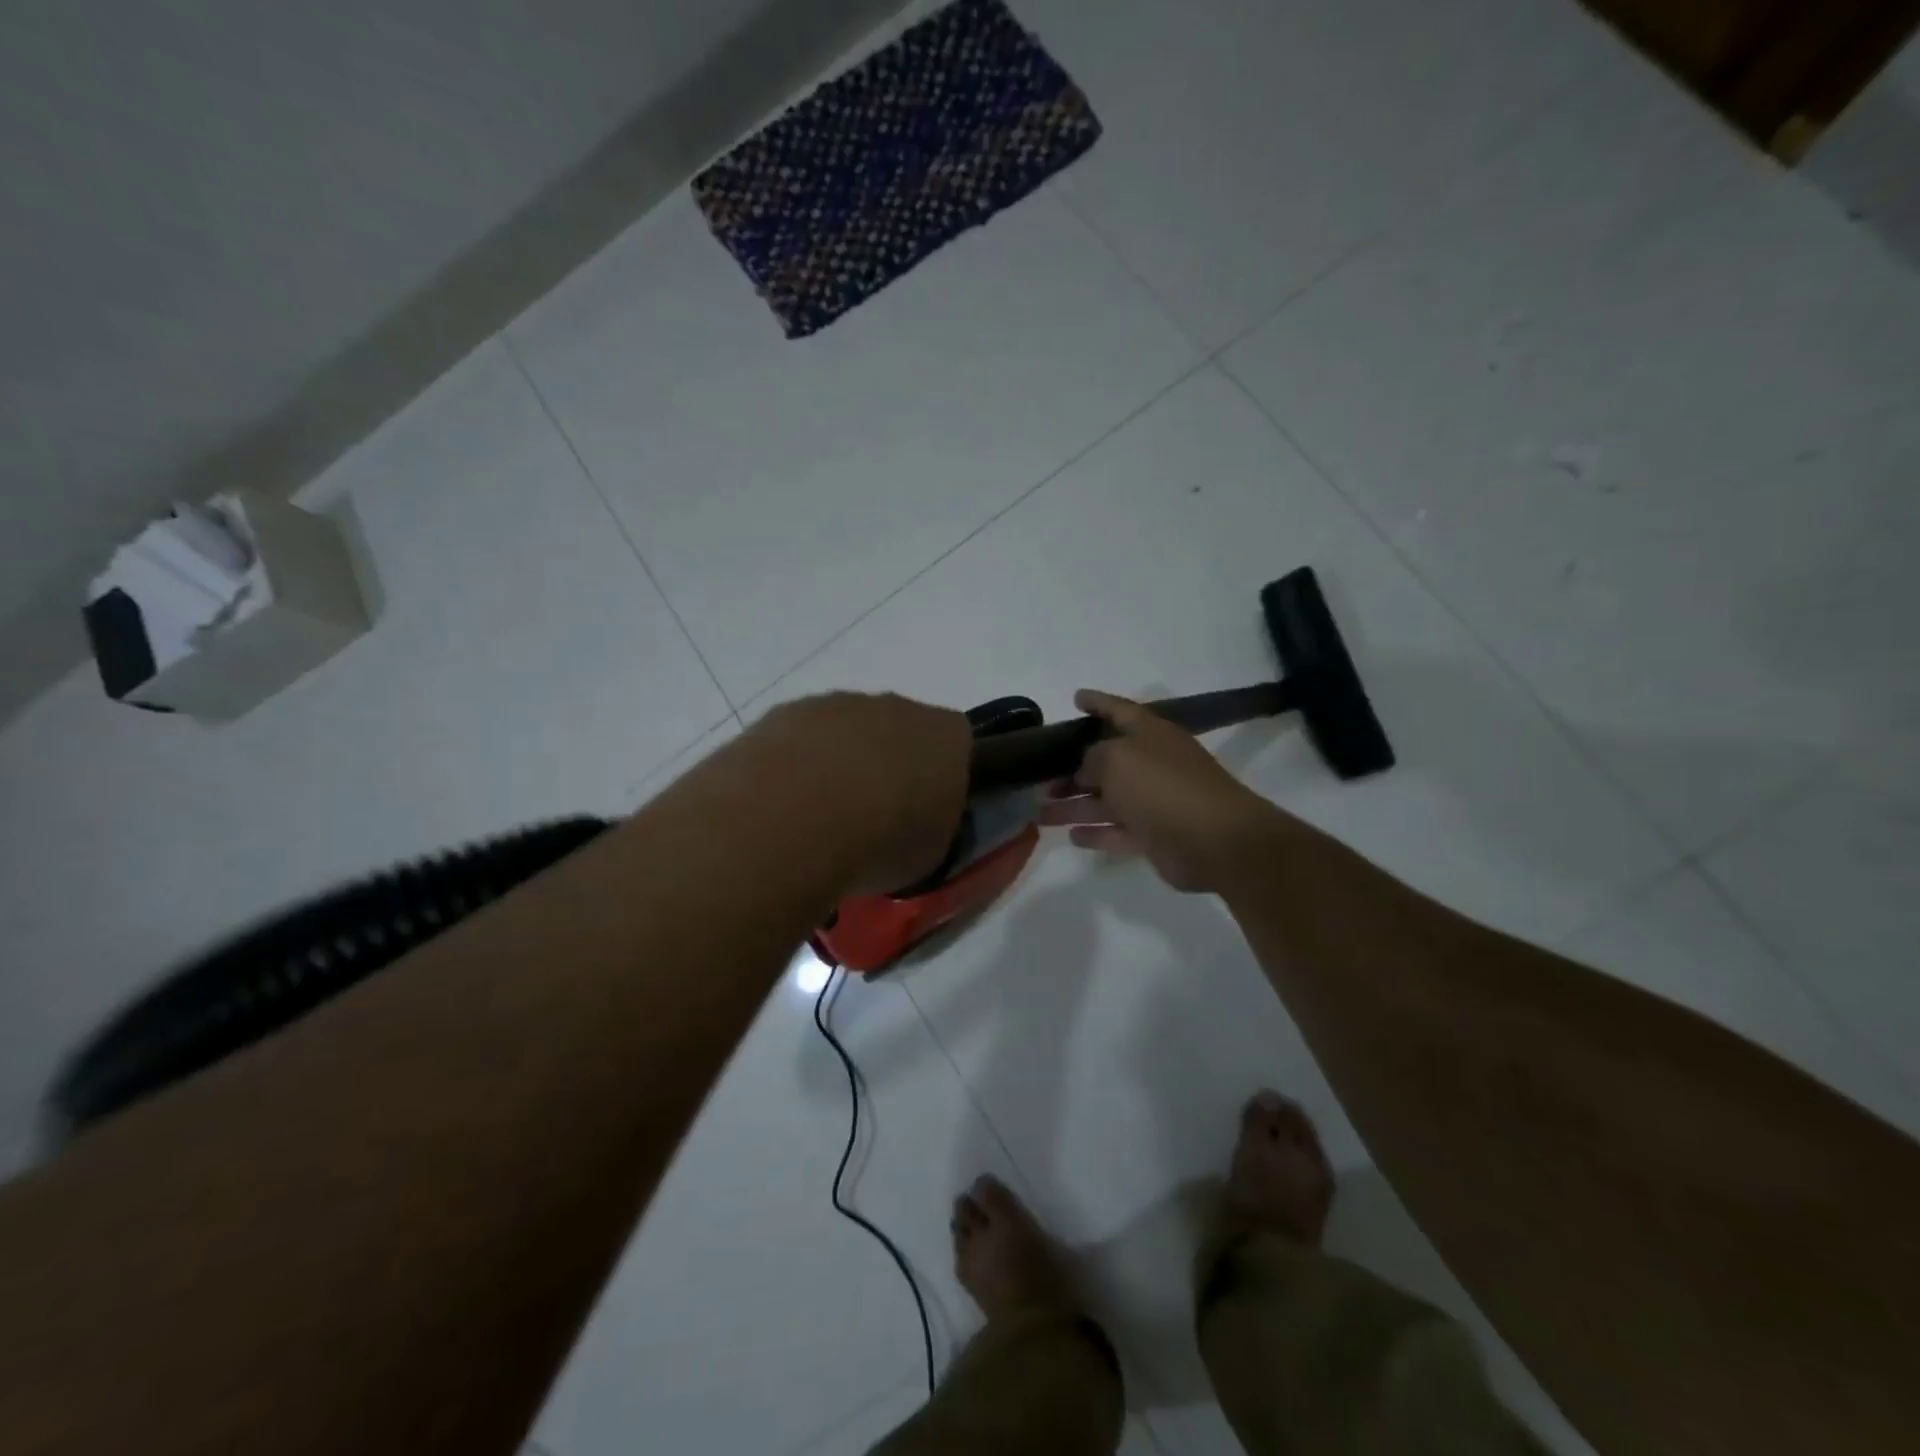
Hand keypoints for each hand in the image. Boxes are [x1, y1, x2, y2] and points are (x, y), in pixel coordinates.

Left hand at [754, 692, 971, 893]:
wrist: (798, 818)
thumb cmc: (883, 840)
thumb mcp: (932, 853)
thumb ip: (933, 826)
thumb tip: (917, 825)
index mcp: (946, 735)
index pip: (956, 744)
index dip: (941, 777)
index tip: (924, 812)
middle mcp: (897, 706)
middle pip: (899, 729)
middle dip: (887, 765)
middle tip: (871, 816)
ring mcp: (837, 703)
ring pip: (845, 729)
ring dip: (838, 762)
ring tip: (819, 817)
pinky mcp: (785, 711)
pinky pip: (798, 737)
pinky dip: (794, 764)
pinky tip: (782, 804)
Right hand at [1038, 690, 1281, 892]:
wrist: (1214, 840)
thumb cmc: (1162, 786)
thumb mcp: (1116, 758)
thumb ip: (1092, 758)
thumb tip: (1085, 771)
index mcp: (1149, 734)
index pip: (1118, 710)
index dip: (1096, 702)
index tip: (1075, 698)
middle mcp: (1152, 764)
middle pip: (1105, 762)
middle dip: (1071, 769)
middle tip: (1038, 778)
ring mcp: (1154, 801)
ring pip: (1106, 800)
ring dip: (1074, 806)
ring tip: (1040, 811)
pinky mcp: (1154, 836)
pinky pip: (1117, 832)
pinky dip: (1096, 833)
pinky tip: (1070, 836)